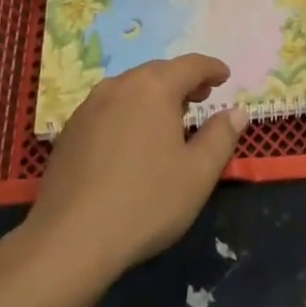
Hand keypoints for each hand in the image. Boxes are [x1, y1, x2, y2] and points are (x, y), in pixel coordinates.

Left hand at [23, 55, 247, 286]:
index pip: (191, 65)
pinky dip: (128, 112)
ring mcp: (89, 107)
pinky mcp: (69, 131)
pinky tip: (131, 140)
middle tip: (200, 98)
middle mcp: (120, 86)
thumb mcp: (198, 173)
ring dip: (153, 95)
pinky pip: (108, 108)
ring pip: (130, 88)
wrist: (69, 241)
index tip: (225, 77)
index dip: (211, 68)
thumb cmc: (145, 202)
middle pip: (158, 72)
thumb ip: (221, 136)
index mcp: (154, 88)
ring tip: (167, 119)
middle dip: (182, 81)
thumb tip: (236, 112)